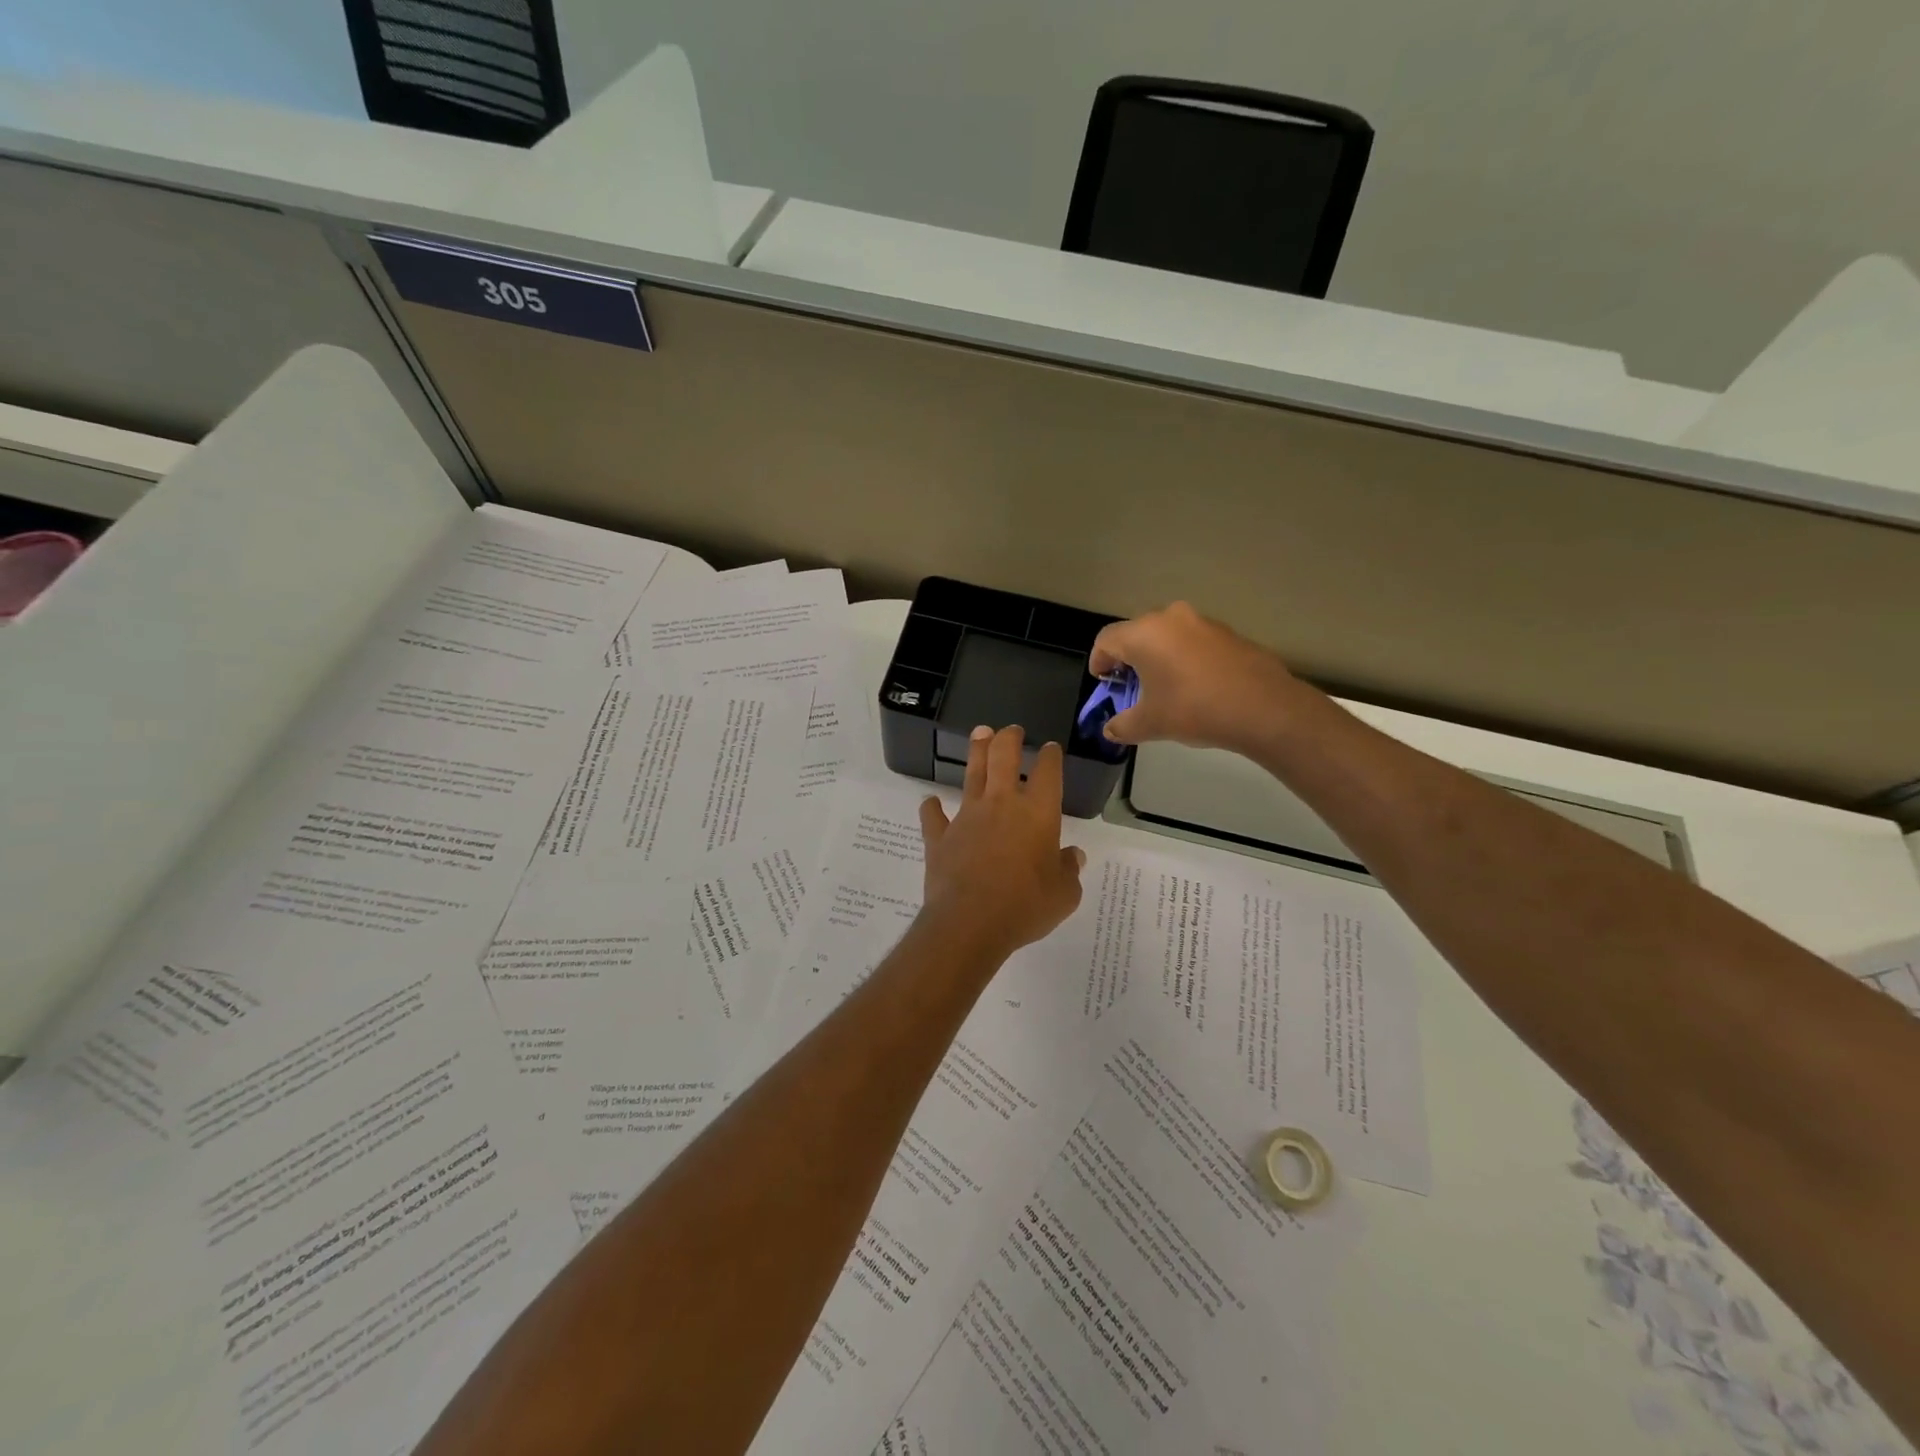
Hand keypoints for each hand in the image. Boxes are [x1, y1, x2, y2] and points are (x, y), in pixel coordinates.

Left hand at [918, 725, 1085, 958]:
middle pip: (1003, 757)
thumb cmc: (1026, 906)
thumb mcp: (1064, 894)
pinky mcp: (940, 836)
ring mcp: (967, 817)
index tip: (1050, 749)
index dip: (1050, 757)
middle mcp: (1001, 805)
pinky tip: (930, 803)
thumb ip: (1068, 871)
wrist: (970, 922)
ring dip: (976, 752)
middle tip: (1011, 729)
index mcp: (1038, 814)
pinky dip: (931, 808)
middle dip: (1008, 738)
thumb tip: (1073, 856)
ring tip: (979, 735)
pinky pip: (933, 816)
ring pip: (972, 775)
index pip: (1047, 773)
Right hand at [1090, 602, 1308, 754]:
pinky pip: (1193, 641)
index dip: (1098, 661)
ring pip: (1167, 635)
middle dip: (1128, 658)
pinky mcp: (1228, 632)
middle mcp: (1170, 618)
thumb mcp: (1150, 724)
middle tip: (1130, 685)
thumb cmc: (1193, 709)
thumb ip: (1123, 726)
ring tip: (1164, 686)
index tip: (1103, 682)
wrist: (1263, 707)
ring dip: (1158, 656)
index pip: (1106, 640)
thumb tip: (1110, 731)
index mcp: (1143, 634)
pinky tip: (1195, 685)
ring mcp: (1202, 622)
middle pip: (1136, 633)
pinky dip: (1184, 657)